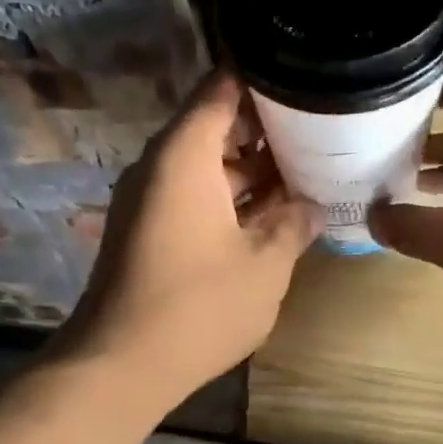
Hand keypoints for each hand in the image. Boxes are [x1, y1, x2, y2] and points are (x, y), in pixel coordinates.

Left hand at [58, 70, 322, 398]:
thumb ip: (294, 226)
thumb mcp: (266, 265)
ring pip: (207, 168)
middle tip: (321, 133)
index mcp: (184, 154)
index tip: (307, 78)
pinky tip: (271, 217)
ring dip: (252, 172)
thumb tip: (311, 207)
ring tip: (306, 174)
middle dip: (267, 131)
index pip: (222, 88)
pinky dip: (230, 201)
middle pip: (215, 127)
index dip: (265, 80)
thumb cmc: (200, 306)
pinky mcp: (147, 233)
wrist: (121, 365)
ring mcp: (149, 201)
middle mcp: (160, 167)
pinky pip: (193, 198)